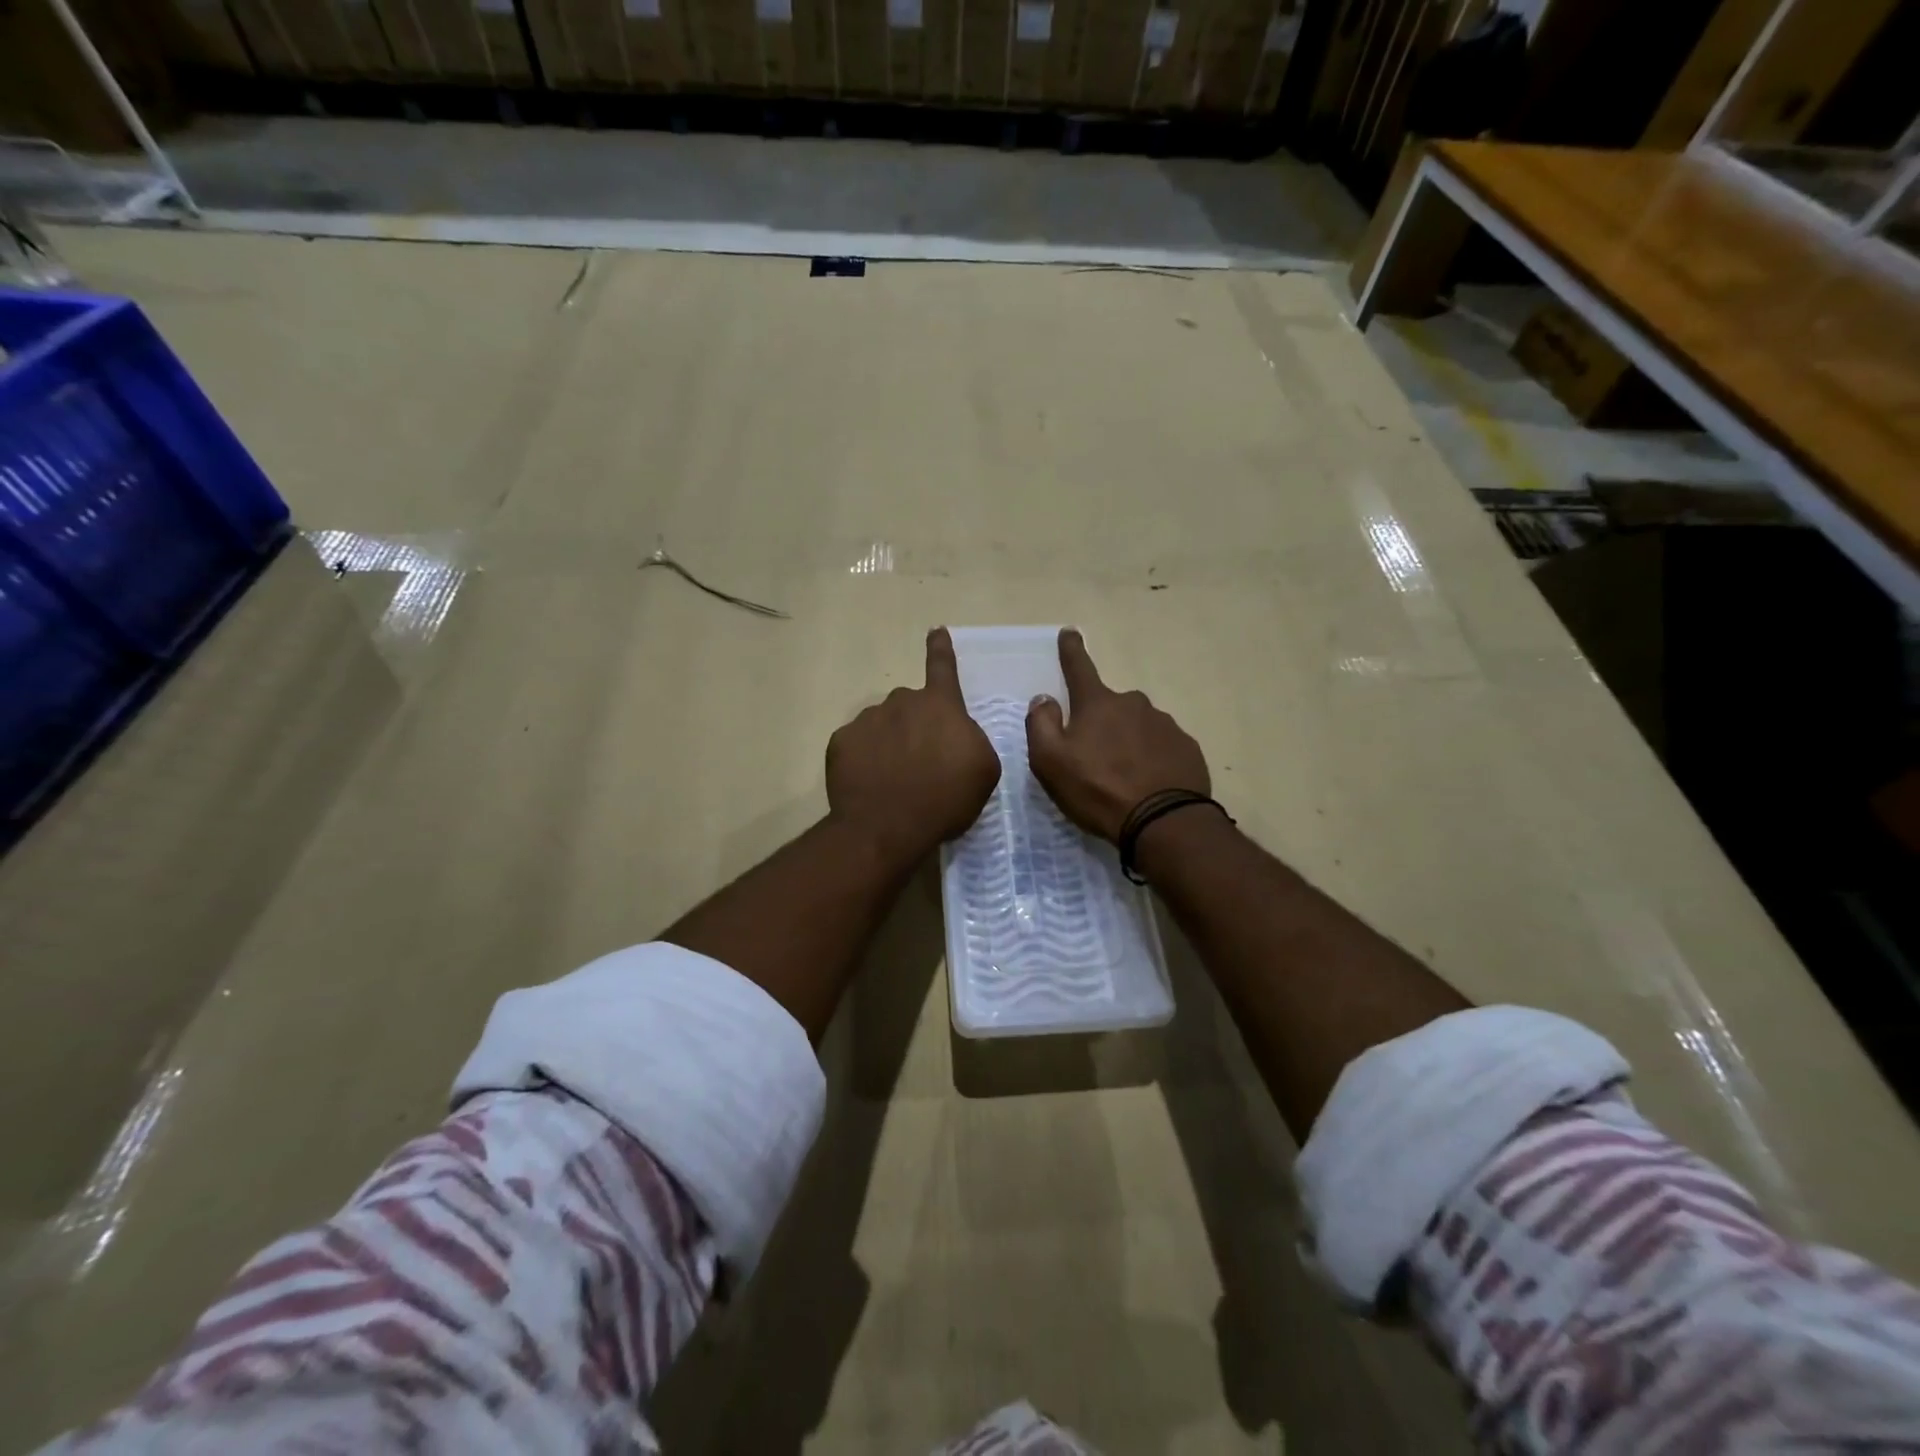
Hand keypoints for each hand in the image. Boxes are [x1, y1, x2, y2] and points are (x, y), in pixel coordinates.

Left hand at [826, 628, 1001, 862]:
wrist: (886, 827)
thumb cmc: (945, 799)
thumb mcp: (983, 770)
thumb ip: (971, 740)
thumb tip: (955, 734)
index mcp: (940, 705)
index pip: (942, 667)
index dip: (941, 649)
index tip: (936, 630)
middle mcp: (901, 702)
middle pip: (911, 706)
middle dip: (916, 726)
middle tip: (921, 764)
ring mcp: (867, 720)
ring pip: (883, 725)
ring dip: (890, 743)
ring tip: (895, 780)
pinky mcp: (841, 742)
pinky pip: (858, 745)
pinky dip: (865, 760)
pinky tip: (871, 784)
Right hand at [1026, 629, 1209, 841]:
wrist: (1162, 821)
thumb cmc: (1097, 790)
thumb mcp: (1051, 762)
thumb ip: (1041, 724)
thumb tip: (1044, 698)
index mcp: (1098, 704)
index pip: (1080, 667)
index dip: (1071, 649)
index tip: (1070, 631)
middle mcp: (1133, 704)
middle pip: (1110, 705)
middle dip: (1101, 722)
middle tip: (1094, 758)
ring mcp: (1164, 724)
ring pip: (1137, 726)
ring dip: (1128, 742)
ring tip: (1122, 777)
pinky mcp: (1186, 748)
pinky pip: (1161, 746)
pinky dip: (1151, 758)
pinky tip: (1148, 783)